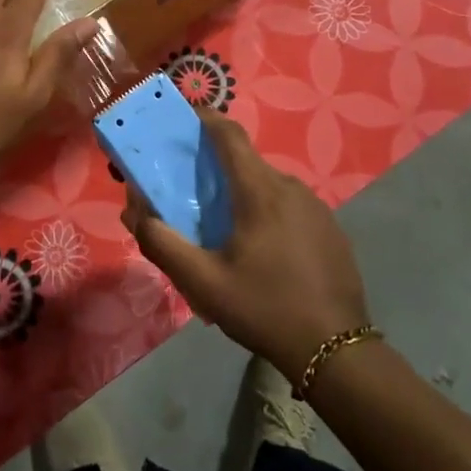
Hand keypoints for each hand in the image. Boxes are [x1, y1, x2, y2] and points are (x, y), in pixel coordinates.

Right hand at [122, 112, 371, 379]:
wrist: (336, 351)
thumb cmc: (264, 308)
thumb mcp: (203, 282)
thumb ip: (162, 243)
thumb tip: (135, 211)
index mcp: (259, 190)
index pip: (229, 134)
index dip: (204, 119)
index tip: (182, 121)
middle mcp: (290, 187)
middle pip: (246, 162)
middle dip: (216, 167)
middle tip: (192, 192)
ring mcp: (316, 206)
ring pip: (269, 185)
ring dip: (243, 194)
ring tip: (225, 228)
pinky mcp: (331, 228)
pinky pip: (290, 206)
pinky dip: (268, 212)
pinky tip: (262, 250)